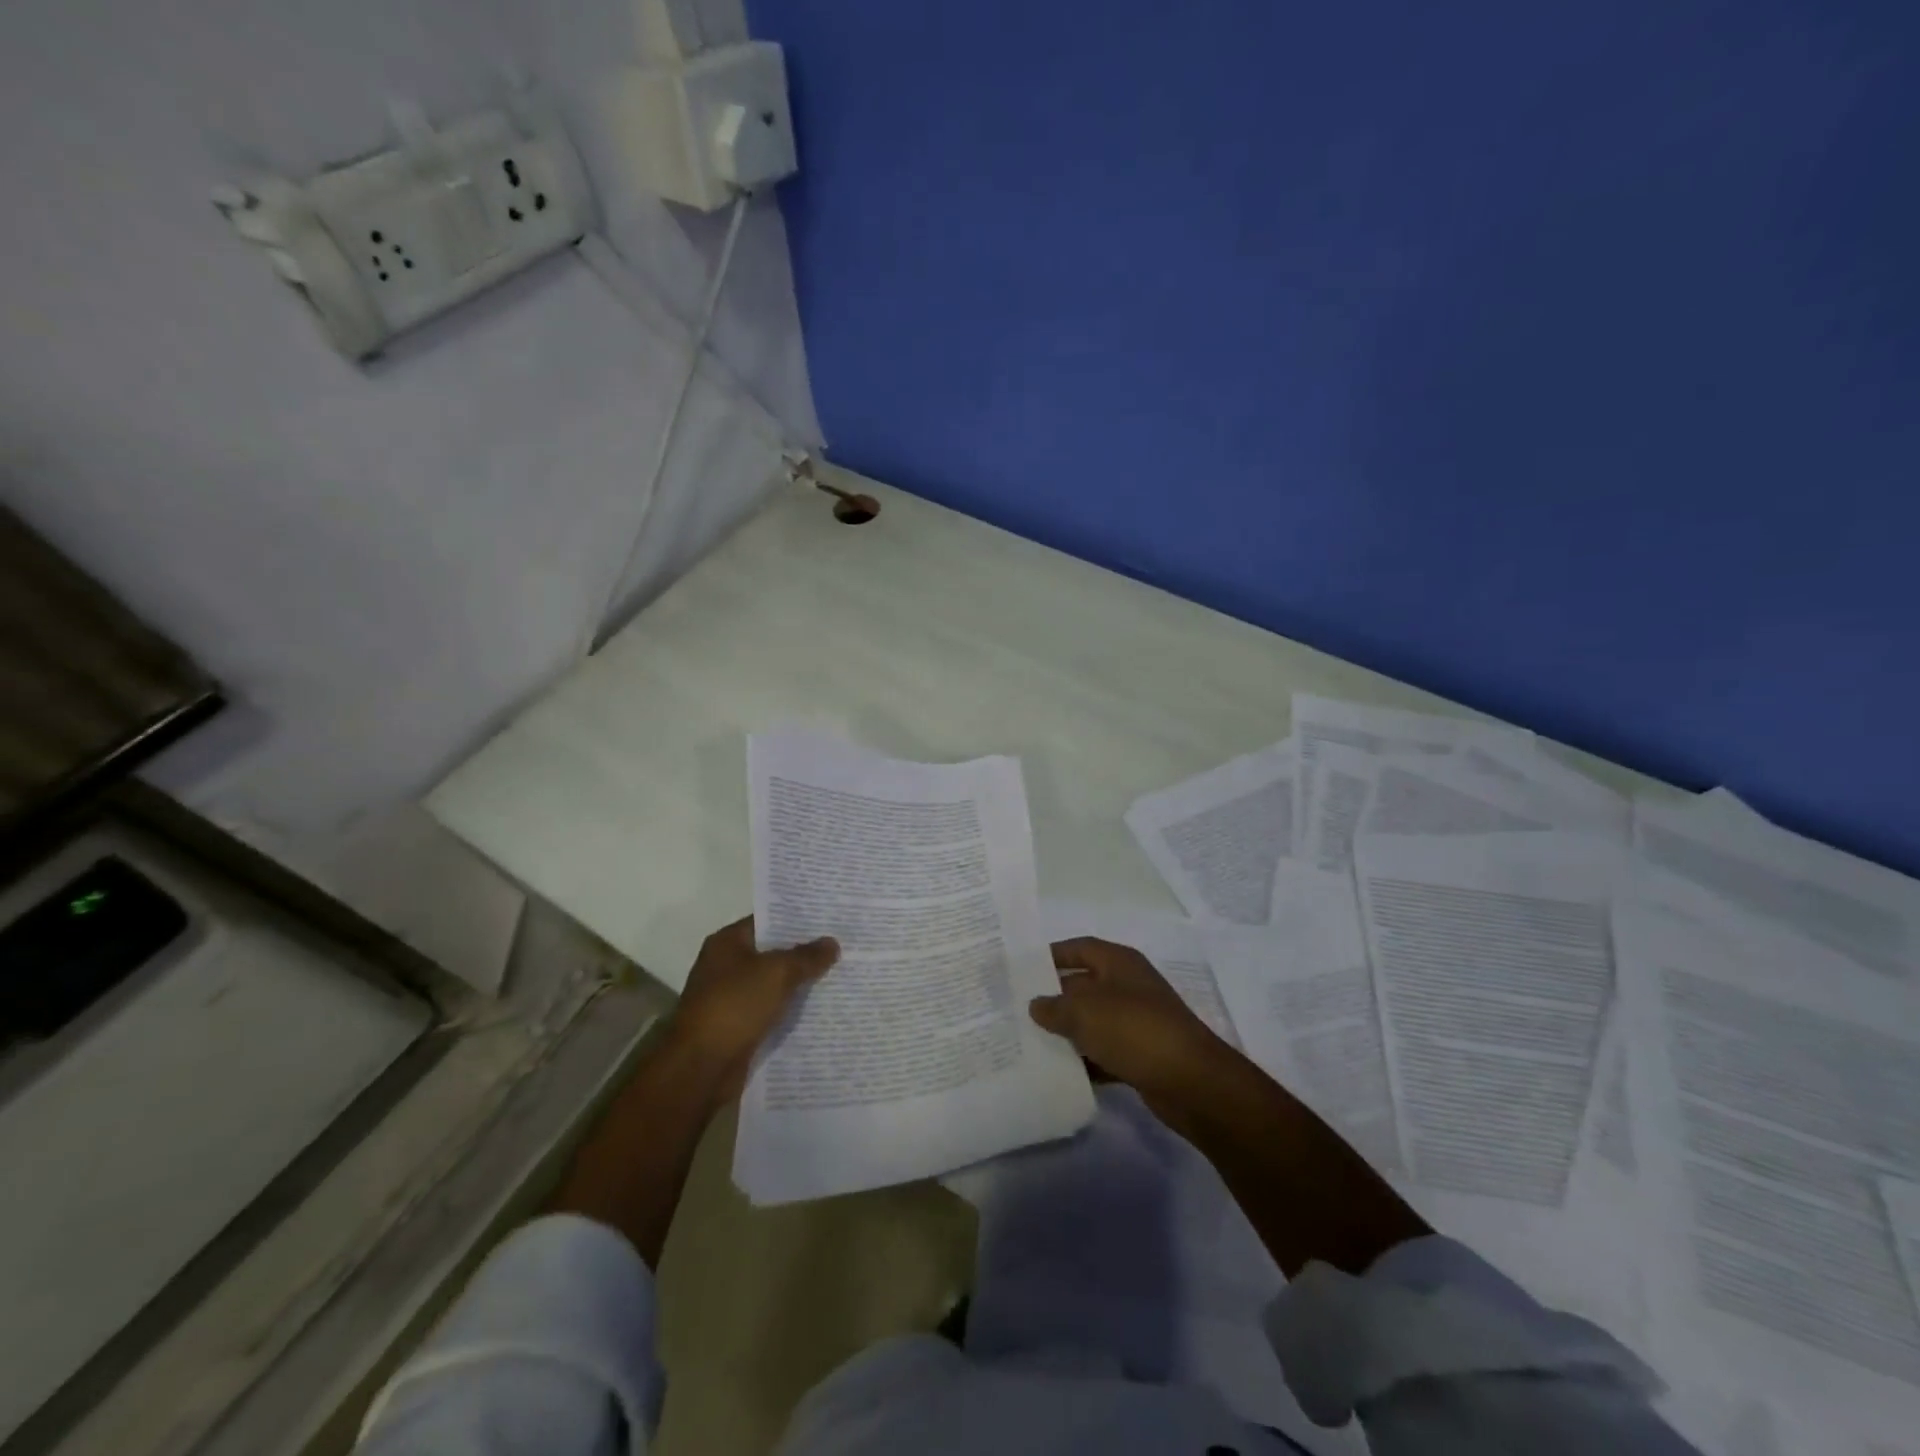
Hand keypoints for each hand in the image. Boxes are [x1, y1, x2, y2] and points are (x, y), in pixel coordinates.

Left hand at [667, 917, 838, 1101]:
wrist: (701, 1068)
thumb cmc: (735, 1006)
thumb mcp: (777, 973)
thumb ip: (806, 956)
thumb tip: (832, 942)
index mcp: (727, 943)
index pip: (768, 921)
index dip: (798, 920)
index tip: (829, 920)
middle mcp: (725, 966)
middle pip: (772, 952)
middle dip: (804, 952)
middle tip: (842, 946)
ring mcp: (730, 997)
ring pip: (773, 983)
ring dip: (799, 983)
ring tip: (839, 975)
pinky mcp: (737, 1026)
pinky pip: (770, 1010)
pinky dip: (790, 1010)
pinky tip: (820, 1009)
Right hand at [1029, 937, 1227, 1113]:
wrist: (1191, 1081)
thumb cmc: (1134, 1030)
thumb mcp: (1085, 1012)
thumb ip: (1054, 1007)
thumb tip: (1036, 1004)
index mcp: (1119, 962)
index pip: (1080, 948)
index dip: (1052, 955)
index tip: (1022, 969)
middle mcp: (1129, 986)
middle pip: (1084, 985)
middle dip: (1054, 997)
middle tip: (1017, 1010)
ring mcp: (1137, 1021)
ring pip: (1093, 1021)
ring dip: (1067, 1032)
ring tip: (1029, 1042)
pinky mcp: (1141, 1055)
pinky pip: (1104, 1052)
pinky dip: (1085, 1060)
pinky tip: (1059, 1072)